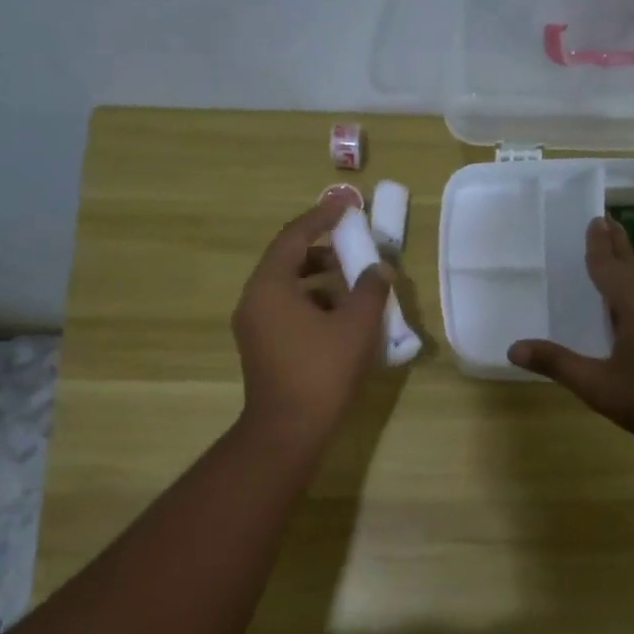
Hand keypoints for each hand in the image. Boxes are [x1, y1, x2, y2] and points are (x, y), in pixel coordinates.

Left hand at [232, 193, 391, 454]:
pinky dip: (313, 304)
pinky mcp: (262, 348)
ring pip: (288, 288)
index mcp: (270, 285)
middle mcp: (254, 300)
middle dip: (323, 250)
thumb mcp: (357, 325)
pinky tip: (342, 318)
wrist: (289, 430)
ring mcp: (254, 326)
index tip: (347, 203)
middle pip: (288, 260)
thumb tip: (379, 269)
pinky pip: (287, 311)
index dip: (322, 216)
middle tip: (354, 245)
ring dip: (321, 280)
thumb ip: (371, 289)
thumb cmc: (322, 371)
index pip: (295, 236)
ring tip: (355, 284)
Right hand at [510, 216, 633, 449]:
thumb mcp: (598, 386)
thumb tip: (514, 348)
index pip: (609, 265)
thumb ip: (557, 364)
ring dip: (632, 261)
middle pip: (633, 261)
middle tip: (603, 223)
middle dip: (616, 244)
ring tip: (618, 254)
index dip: (598, 245)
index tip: (593, 220)